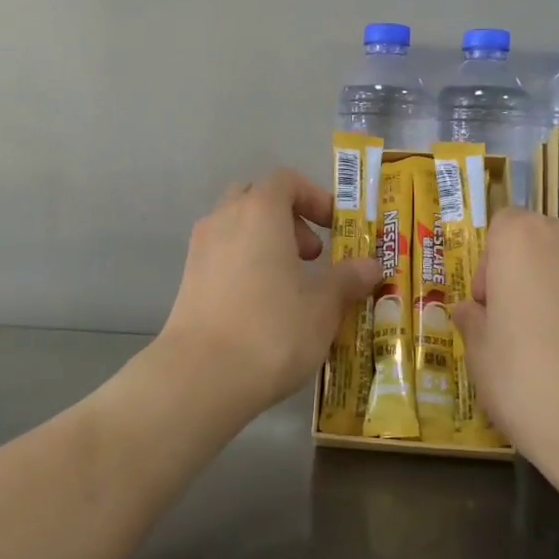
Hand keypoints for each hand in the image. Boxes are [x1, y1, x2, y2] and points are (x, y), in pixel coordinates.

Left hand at [159, 168, 380, 420]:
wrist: (200, 377)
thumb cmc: (271, 331)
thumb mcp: (322, 307)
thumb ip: (347, 280)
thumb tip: (371, 266)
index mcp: (259, 212)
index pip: (286, 181)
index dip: (315, 198)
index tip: (336, 229)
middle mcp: (224, 219)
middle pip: (257, 198)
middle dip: (288, 219)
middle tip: (311, 255)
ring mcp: (200, 249)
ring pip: (236, 227)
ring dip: (265, 243)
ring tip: (291, 285)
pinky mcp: (187, 280)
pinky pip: (222, 255)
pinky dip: (245, 264)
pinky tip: (262, 306)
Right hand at [450, 208, 558, 464]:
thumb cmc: (531, 382)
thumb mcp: (481, 357)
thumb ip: (474, 322)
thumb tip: (474, 312)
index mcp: (525, 238)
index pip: (502, 228)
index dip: (491, 268)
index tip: (491, 311)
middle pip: (542, 245)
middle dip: (529, 279)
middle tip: (521, 331)